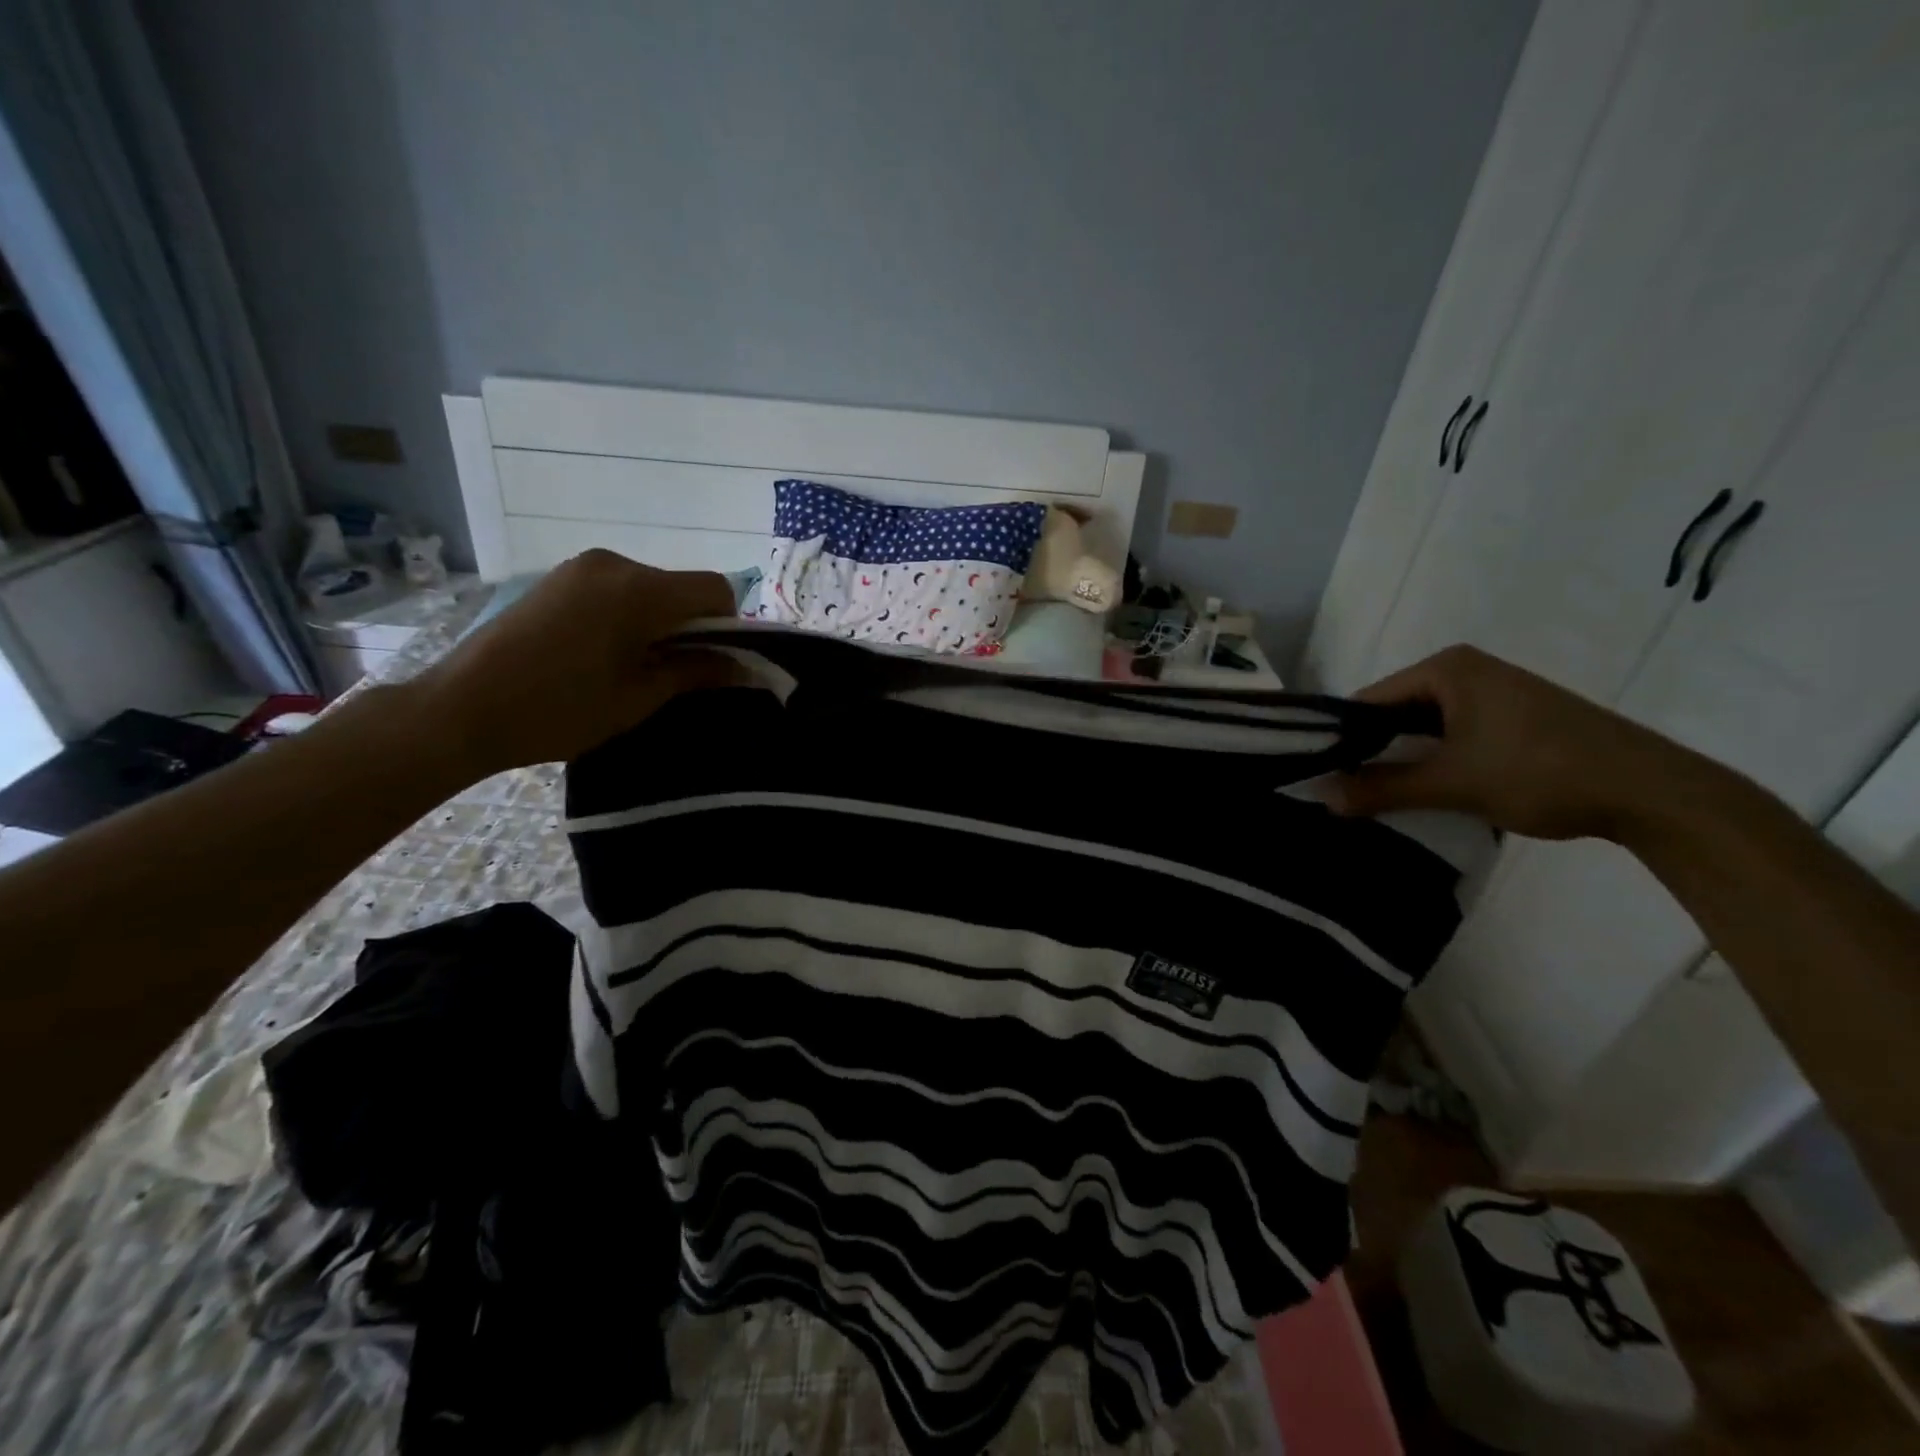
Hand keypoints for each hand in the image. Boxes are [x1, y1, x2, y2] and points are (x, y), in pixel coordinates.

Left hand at [410, 550, 736, 779]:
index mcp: (639, 590)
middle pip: (681, 587)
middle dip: (692, 626)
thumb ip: (697, 673)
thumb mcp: (639, 698)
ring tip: (633, 666)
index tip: (715, 662)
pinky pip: (616, 588)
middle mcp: (614, 564)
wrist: (461, 709)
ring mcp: (581, 567)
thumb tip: (746, 668)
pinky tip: (603, 652)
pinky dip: (629, 614)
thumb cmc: (559, 710)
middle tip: (675, 673)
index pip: (715, 588)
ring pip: (649, 588)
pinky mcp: (558, 578)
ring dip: (659, 621)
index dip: (729, 624)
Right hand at [1333, 645, 1709, 841]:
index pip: (1368, 701)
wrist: (1654, 793)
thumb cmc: (1541, 772)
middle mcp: (1465, 671)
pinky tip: (1425, 791)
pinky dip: (1434, 762)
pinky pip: (1451, 736)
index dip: (1341, 740)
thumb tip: (1320, 798)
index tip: (1321, 778)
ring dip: (1402, 762)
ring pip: (1422, 729)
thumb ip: (1381, 789)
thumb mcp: (1452, 784)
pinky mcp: (1512, 718)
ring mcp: (1492, 693)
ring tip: (1377, 798)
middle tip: (1344, 793)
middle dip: (1371, 753)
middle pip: (1393, 713)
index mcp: (1446, 668)